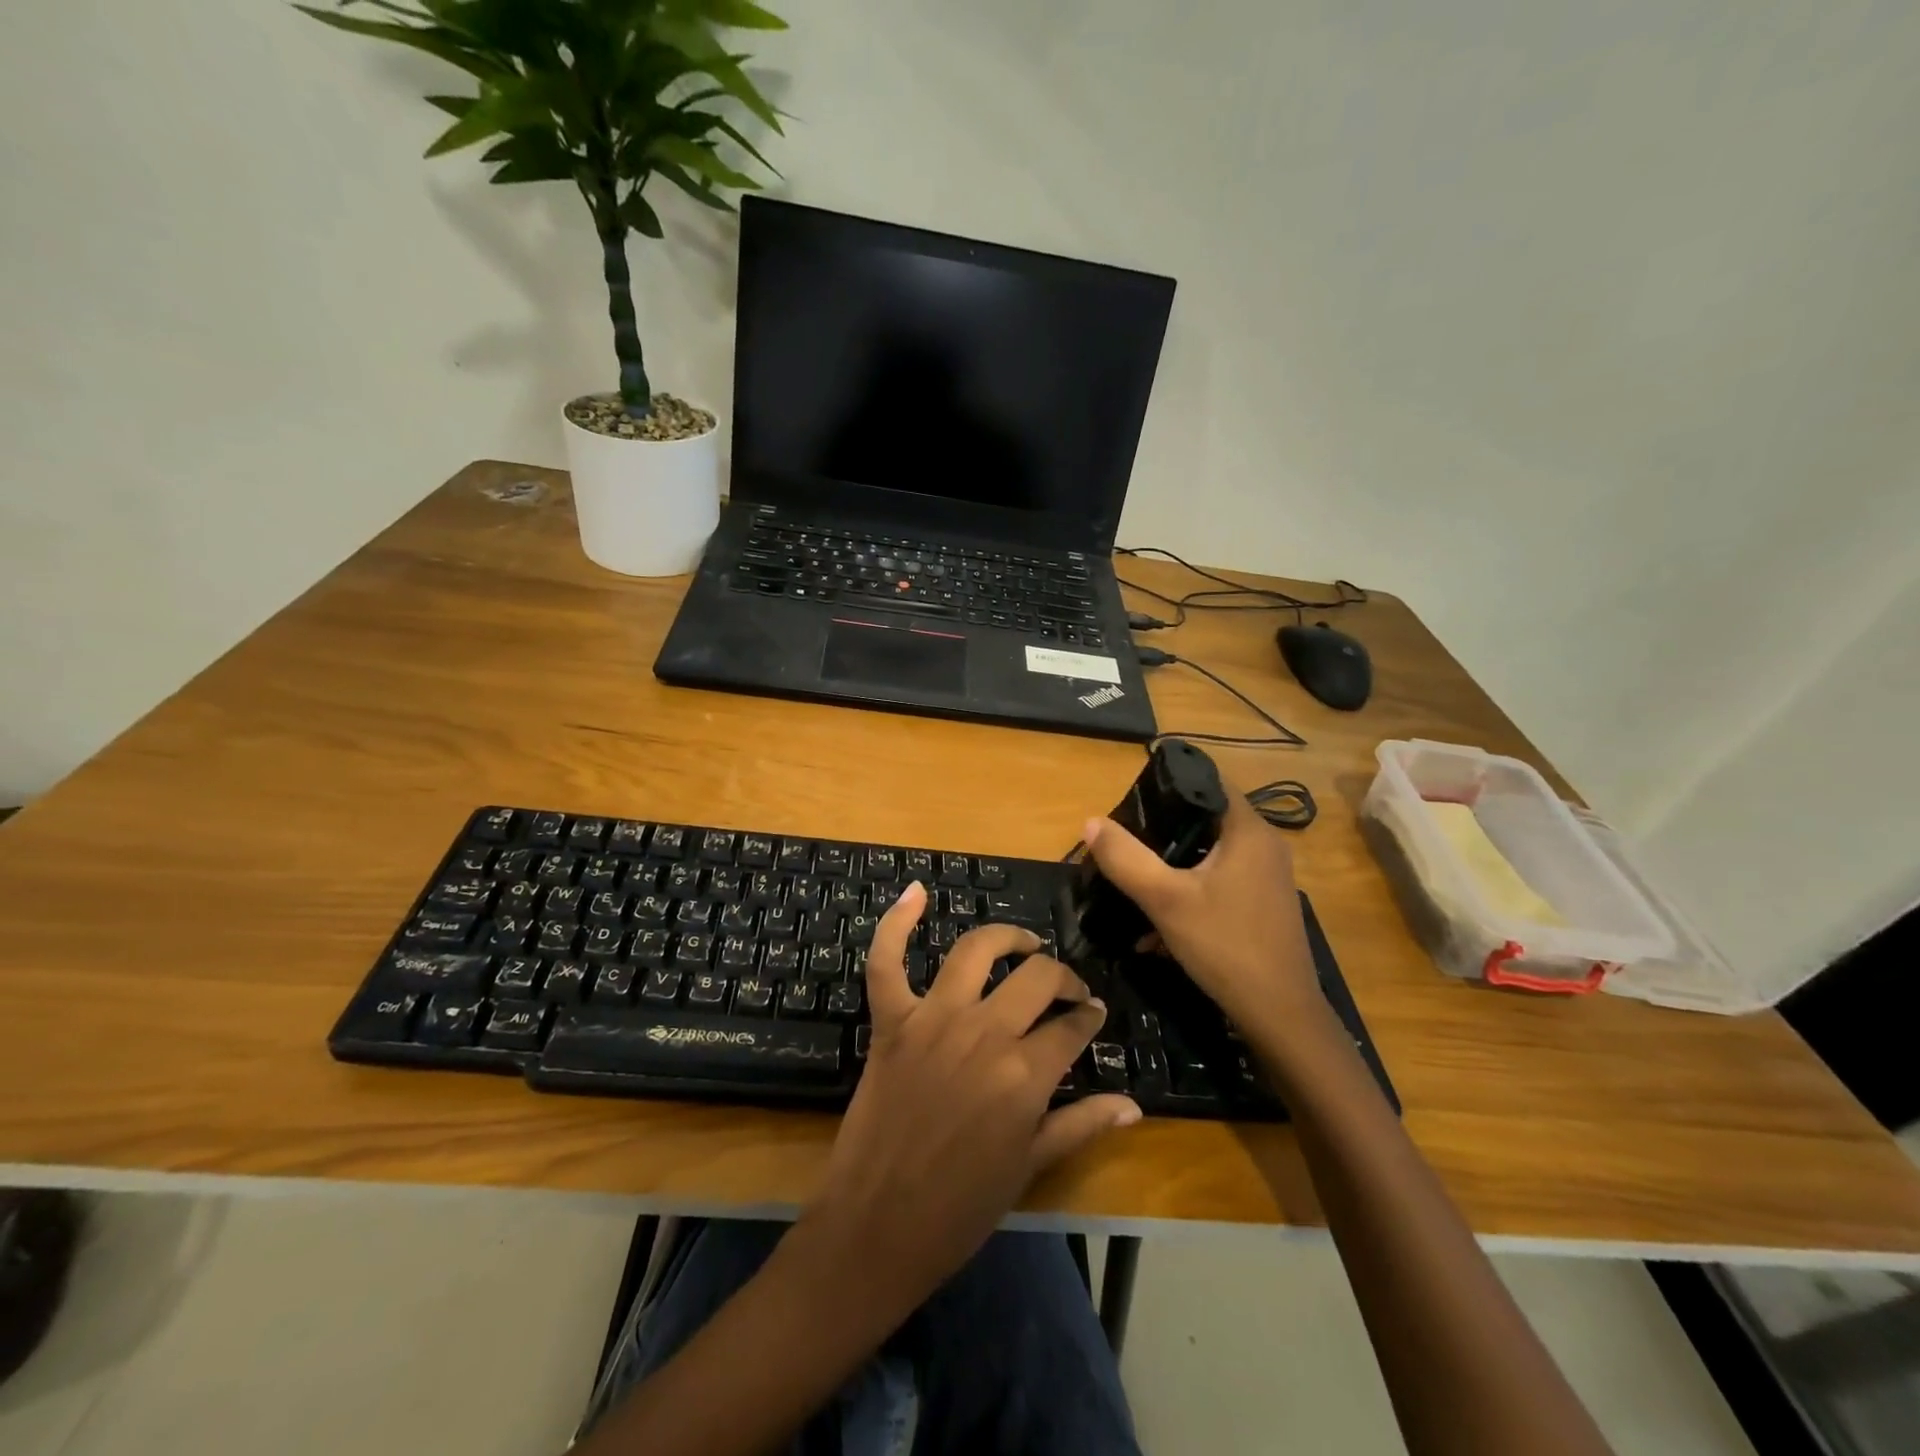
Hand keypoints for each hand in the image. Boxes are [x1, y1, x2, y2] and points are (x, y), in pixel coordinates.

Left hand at [801, 882, 1139, 1316]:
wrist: (876, 1227)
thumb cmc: (959, 1209)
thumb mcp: (1030, 1168)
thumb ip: (1082, 1125)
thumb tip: (1133, 1104)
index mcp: (1024, 1074)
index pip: (1072, 1026)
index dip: (1089, 1017)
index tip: (1094, 1015)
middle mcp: (984, 1032)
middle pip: (1037, 978)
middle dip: (1063, 978)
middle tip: (1067, 989)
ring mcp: (932, 1019)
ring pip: (977, 951)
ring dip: (1007, 937)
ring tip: (1024, 943)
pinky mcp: (891, 1020)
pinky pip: (887, 960)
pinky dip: (897, 922)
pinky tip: (916, 891)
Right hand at [1082, 791, 1334, 1055]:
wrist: (1280, 1016)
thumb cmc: (1225, 946)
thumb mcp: (1165, 899)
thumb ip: (1125, 858)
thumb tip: (1092, 822)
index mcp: (1248, 831)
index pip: (1208, 783)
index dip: (1169, 786)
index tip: (1133, 803)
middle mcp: (1264, 846)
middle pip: (1205, 820)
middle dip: (1163, 831)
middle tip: (1126, 842)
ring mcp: (1267, 878)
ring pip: (1210, 855)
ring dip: (1173, 866)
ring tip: (1135, 881)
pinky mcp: (1263, 906)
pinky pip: (1219, 882)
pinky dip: (1190, 891)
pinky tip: (1159, 924)